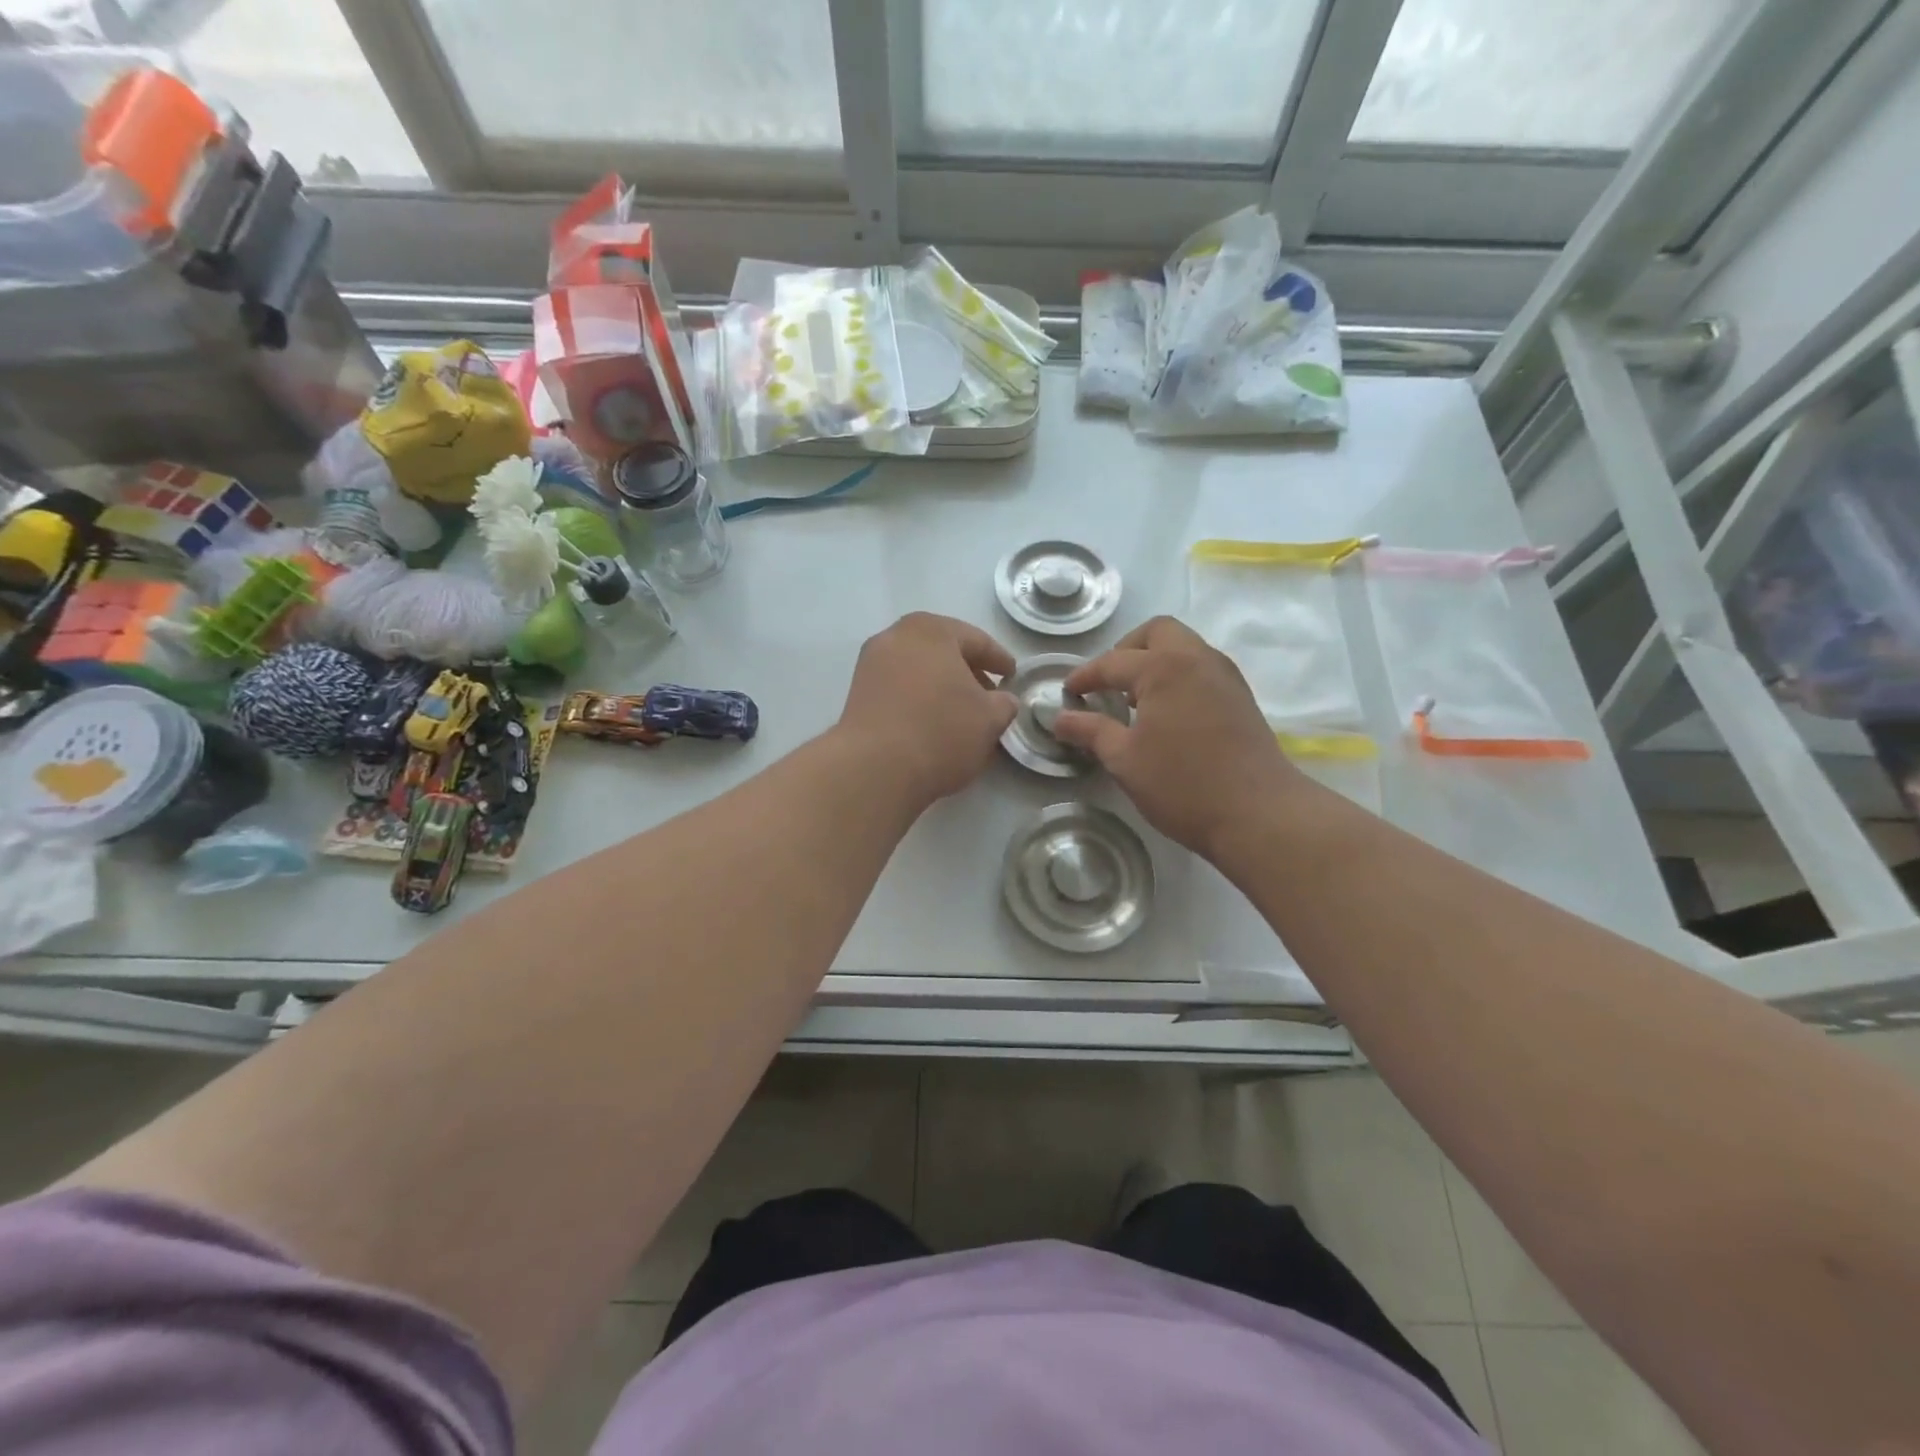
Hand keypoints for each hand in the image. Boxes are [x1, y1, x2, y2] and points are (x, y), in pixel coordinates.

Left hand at [836, 613, 1019, 808]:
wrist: (874, 768)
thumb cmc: (941, 731)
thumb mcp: (989, 719)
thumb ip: (1004, 703)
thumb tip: (1001, 700)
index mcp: (932, 630)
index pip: (976, 640)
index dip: (999, 659)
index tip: (1012, 675)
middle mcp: (896, 636)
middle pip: (942, 649)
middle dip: (967, 670)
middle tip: (988, 693)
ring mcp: (871, 664)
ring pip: (918, 668)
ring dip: (941, 685)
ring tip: (961, 712)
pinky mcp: (857, 693)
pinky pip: (899, 687)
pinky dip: (919, 697)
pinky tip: (932, 721)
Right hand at [1052, 616, 1300, 857]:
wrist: (1258, 814)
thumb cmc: (1182, 784)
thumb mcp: (1125, 760)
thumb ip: (1090, 731)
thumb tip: (1059, 718)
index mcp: (1164, 667)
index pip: (1113, 662)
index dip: (1085, 677)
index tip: (1067, 693)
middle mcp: (1198, 659)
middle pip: (1157, 632)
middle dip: (1126, 650)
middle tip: (1108, 683)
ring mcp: (1225, 676)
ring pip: (1184, 647)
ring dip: (1155, 661)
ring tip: (1134, 699)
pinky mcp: (1241, 697)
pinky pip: (1201, 668)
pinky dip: (1177, 676)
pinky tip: (1165, 714)